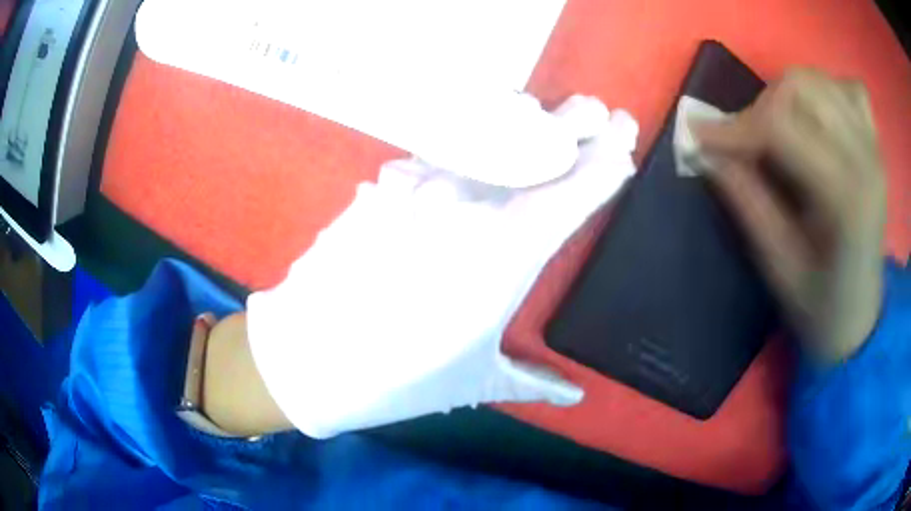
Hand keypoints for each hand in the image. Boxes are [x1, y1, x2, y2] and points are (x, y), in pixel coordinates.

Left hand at [246, 95, 638, 437]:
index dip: (608, 159)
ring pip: (487, 133)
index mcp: (509, 252)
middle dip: (577, 122)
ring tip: (540, 115)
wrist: (309, 358)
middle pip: (539, 144)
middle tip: (597, 111)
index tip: (626, 138)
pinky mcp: (384, 184)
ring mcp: (422, 184)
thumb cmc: (399, 378)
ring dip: (522, 121)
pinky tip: (468, 149)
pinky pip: (436, 150)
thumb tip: (575, 394)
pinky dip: (463, 142)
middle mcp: (472, 203)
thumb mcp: (476, 379)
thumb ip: (535, 382)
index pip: (578, 188)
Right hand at [694, 69, 885, 361]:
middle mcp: (865, 159)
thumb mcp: (778, 267)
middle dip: (760, 107)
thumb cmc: (822, 307)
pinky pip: (848, 89)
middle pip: (801, 86)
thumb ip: (747, 203)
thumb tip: (706, 153)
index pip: (782, 126)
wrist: (862, 316)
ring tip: (776, 130)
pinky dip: (825, 91)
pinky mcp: (876, 144)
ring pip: (818, 79)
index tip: (700, 136)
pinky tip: (817, 119)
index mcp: (846, 199)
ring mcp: (874, 146)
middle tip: (746, 142)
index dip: (735, 126)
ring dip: (786, 95)